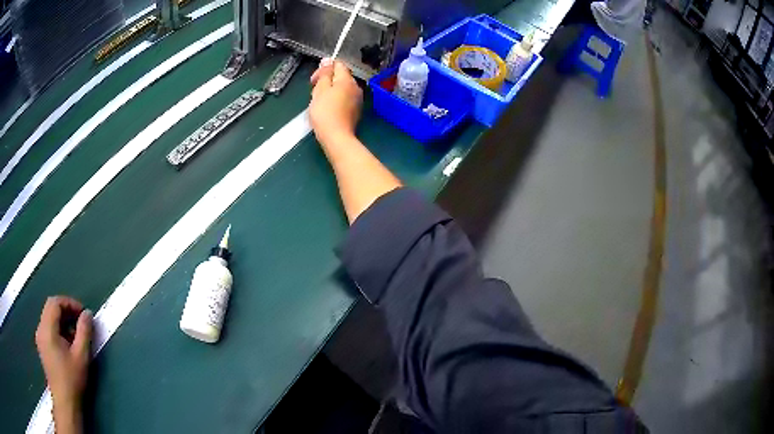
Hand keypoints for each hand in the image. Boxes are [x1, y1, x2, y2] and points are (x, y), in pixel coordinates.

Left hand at [35, 297, 91, 421]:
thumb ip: (84, 332)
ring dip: (63, 322)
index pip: (55, 302)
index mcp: (47, 328)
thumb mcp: (81, 356)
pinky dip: (58, 330)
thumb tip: (88, 314)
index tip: (83, 314)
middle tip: (81, 323)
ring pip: (49, 319)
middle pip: (51, 309)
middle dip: (66, 312)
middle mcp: (40, 329)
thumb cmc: (72, 379)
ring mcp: (40, 338)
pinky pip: (48, 330)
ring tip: (76, 336)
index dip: (69, 303)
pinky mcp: (42, 347)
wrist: (64, 402)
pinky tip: (68, 345)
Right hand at [309, 59, 362, 145]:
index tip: (313, 81)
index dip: (324, 69)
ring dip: (330, 91)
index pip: (338, 65)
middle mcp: (356, 87)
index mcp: (347, 80)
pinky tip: (327, 110)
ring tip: (319, 102)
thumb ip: (324, 74)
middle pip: (340, 77)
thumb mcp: (320, 89)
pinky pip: (344, 99)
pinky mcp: (355, 111)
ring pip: (342, 88)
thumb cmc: (325, 112)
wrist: (336, 137)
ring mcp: (357, 100)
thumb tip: (328, 60)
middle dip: (326, 81)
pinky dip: (335, 100)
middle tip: (314, 92)